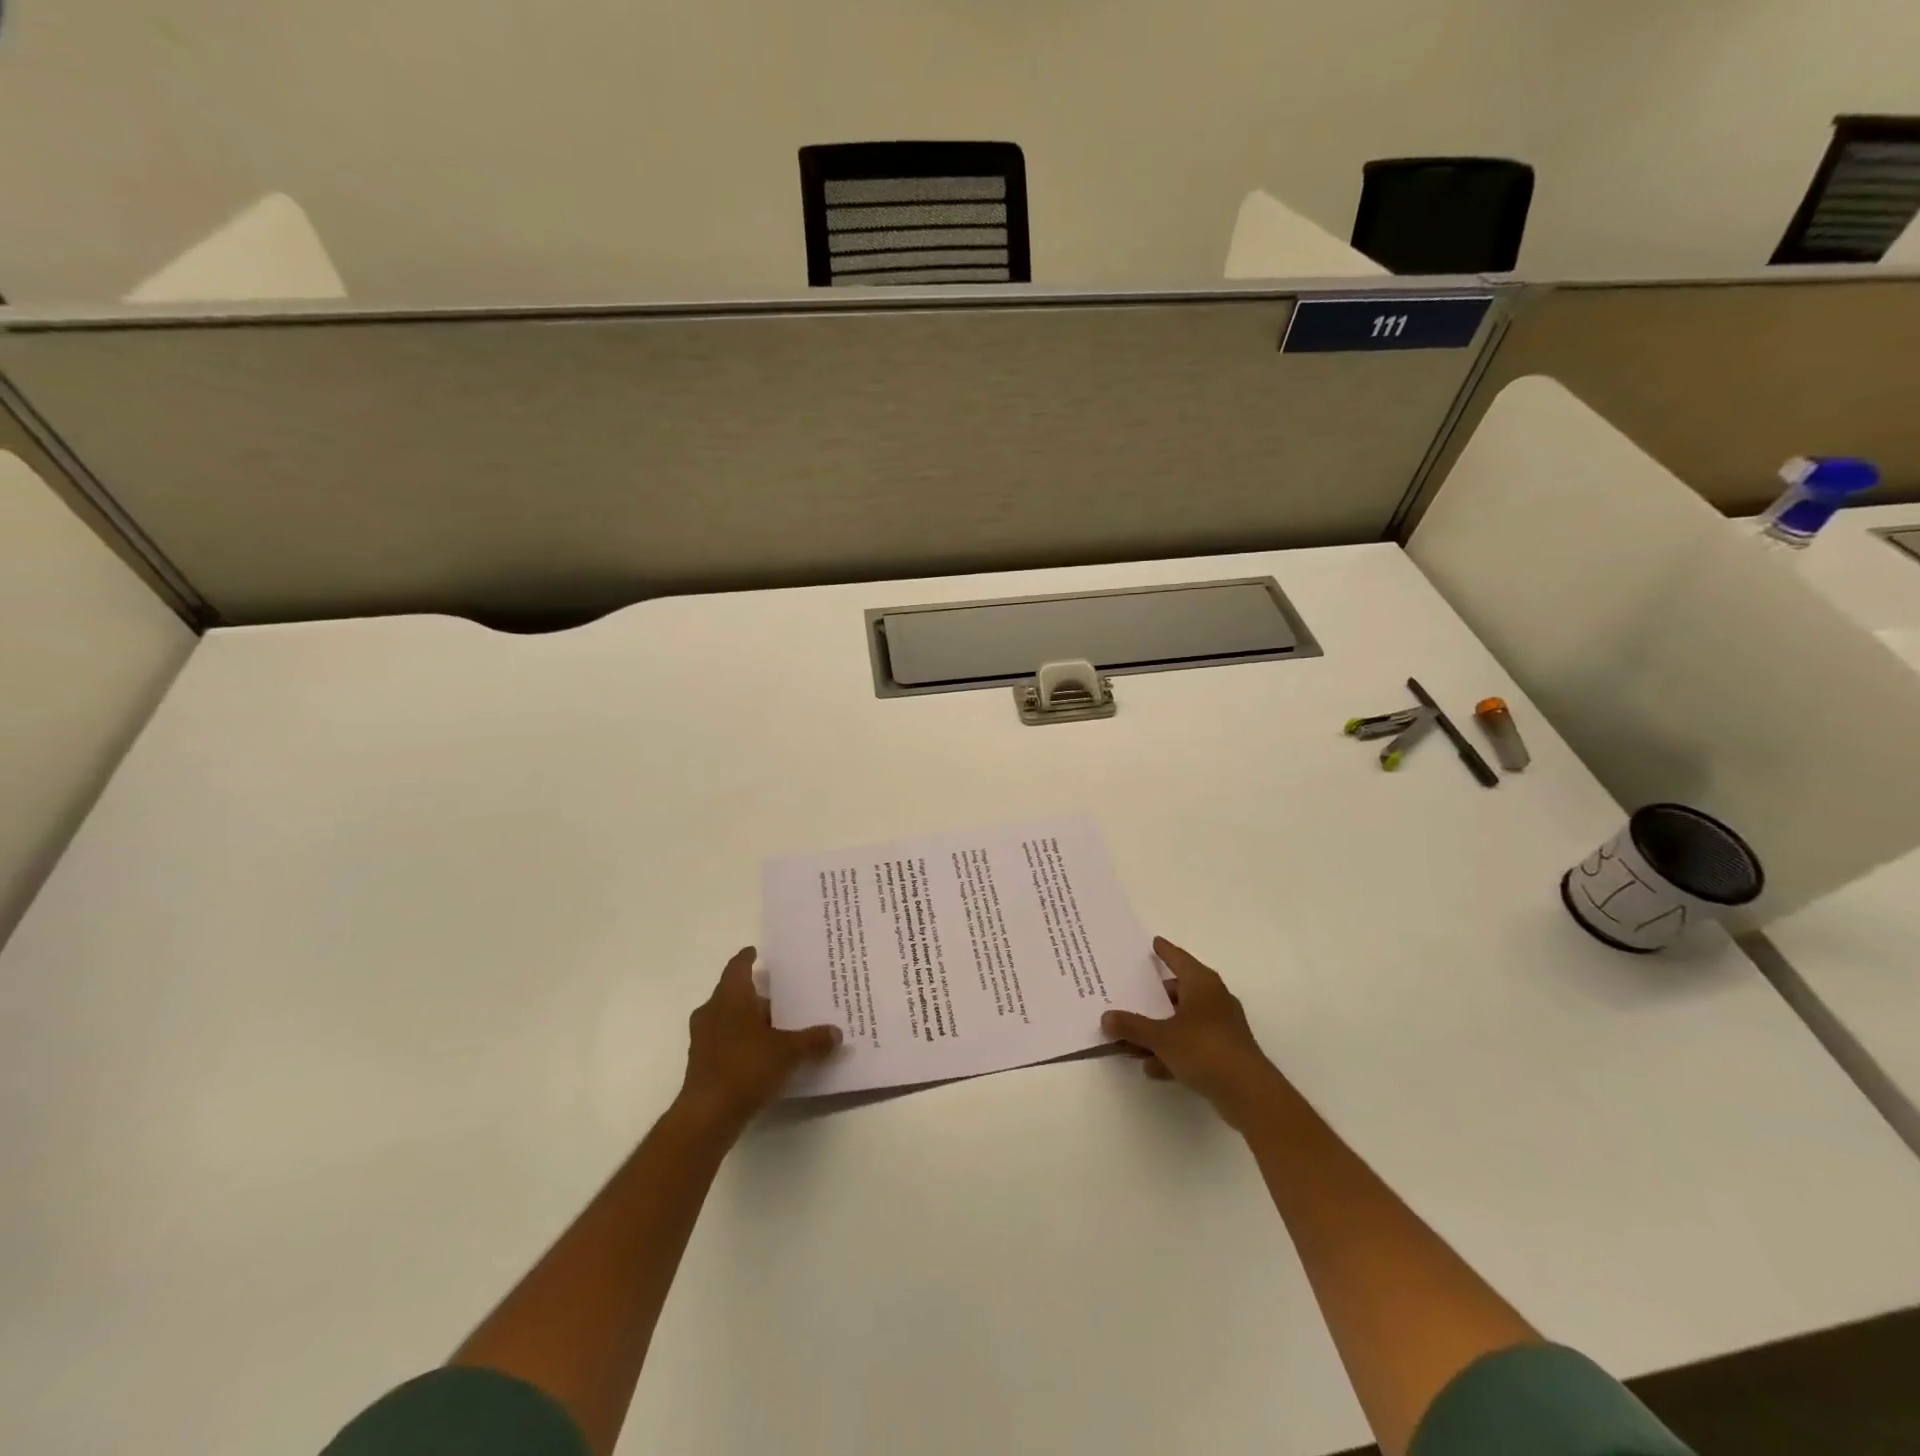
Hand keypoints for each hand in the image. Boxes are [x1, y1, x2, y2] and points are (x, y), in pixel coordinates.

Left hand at [678, 947, 841, 1130]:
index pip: (738, 966)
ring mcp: (703, 1037)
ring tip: (778, 1025)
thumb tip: (836, 1033)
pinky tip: (763, 1053)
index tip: (758, 953)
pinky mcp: (702, 1061)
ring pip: (729, 1017)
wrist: (707, 1115)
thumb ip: (813, 1040)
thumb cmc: (746, 1068)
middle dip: (758, 994)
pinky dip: (743, 1040)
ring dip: (750, 1019)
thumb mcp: (789, 1052)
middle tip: (783, 994)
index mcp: (730, 997)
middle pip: (735, 993)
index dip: (748, 958)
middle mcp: (712, 1011)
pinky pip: (726, 1039)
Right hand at [1102, 937, 1281, 1128]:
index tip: (1154, 942)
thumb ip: (1132, 1027)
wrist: (1248, 1093)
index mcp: (1202, 984)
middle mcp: (1214, 999)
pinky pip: (1192, 1043)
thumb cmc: (1204, 1049)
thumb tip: (1106, 1017)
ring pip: (1183, 1020)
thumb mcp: (1161, 1037)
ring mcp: (1222, 1026)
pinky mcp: (1225, 1052)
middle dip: (1154, 998)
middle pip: (1179, 991)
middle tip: (1132, 996)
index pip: (1179, 958)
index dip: (1165, 951)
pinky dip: (1173, 1050)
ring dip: (1160, 1030)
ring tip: (1133, 1040)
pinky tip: (1152, 1067)